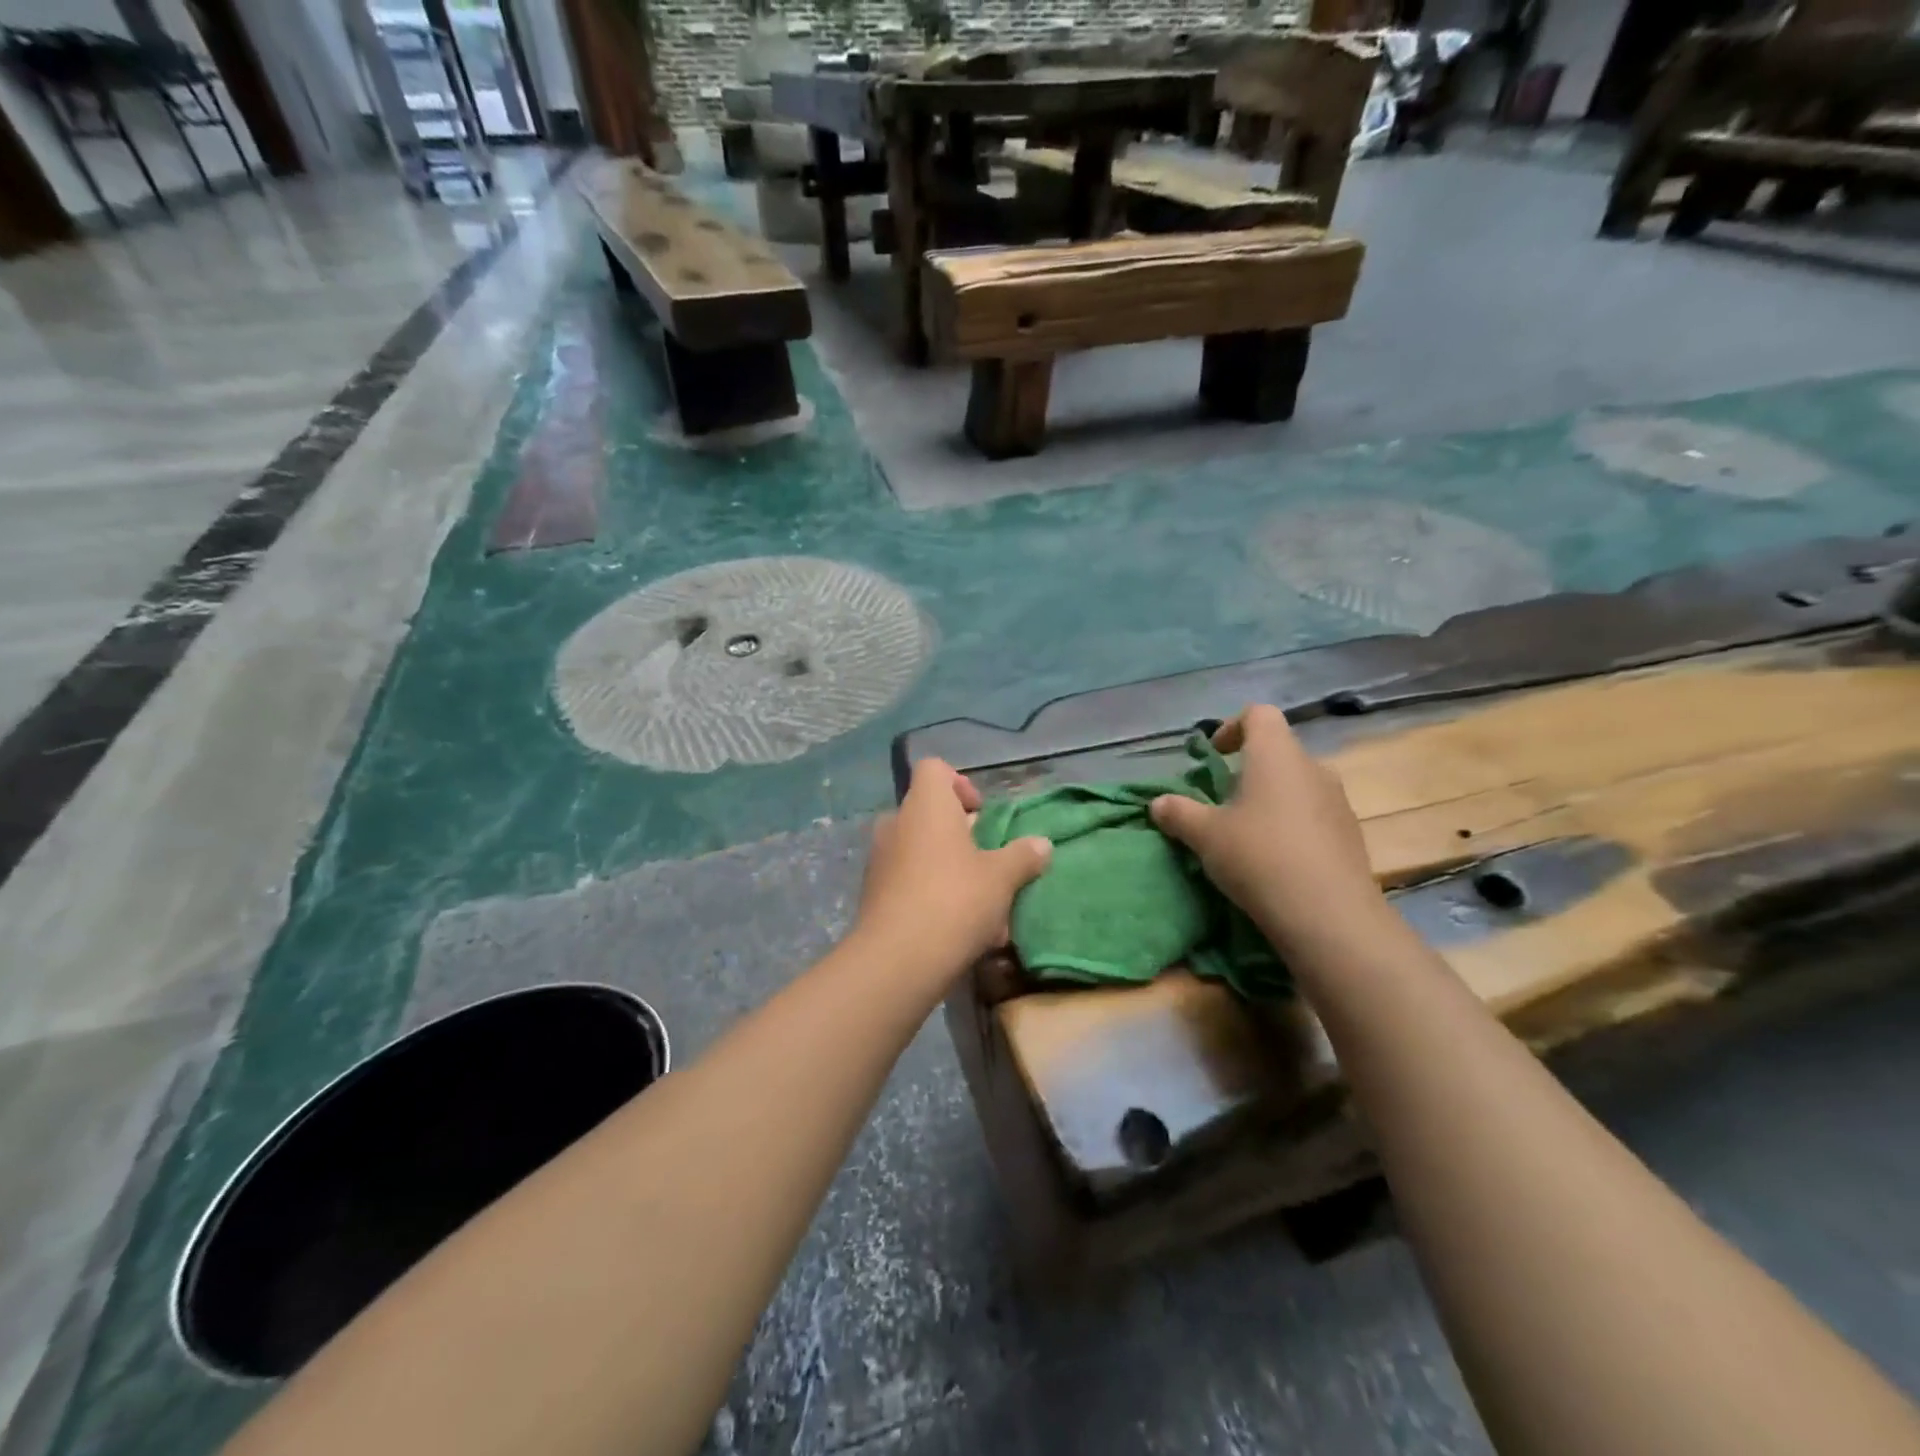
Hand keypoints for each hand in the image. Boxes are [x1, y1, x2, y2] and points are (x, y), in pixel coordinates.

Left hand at [852, 758, 1051, 982]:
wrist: (897, 960)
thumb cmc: (955, 900)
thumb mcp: (1002, 878)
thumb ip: (1023, 856)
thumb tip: (1042, 844)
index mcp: (926, 806)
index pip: (934, 769)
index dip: (960, 783)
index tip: (981, 814)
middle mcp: (897, 823)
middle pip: (930, 813)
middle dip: (961, 835)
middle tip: (989, 861)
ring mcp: (880, 859)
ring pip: (922, 852)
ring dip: (951, 869)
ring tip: (982, 905)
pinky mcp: (874, 894)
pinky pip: (909, 881)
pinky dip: (933, 894)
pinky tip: (960, 930)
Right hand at [1150, 705, 1387, 958]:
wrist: (1330, 916)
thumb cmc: (1259, 857)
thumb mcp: (1205, 836)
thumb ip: (1178, 813)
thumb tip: (1158, 803)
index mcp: (1276, 755)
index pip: (1259, 714)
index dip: (1232, 727)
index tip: (1214, 756)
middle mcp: (1312, 768)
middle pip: (1278, 751)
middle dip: (1249, 770)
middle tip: (1223, 802)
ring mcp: (1338, 802)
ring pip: (1297, 785)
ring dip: (1271, 799)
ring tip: (1247, 834)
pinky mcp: (1350, 835)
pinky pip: (1314, 815)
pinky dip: (1292, 825)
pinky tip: (1276, 860)